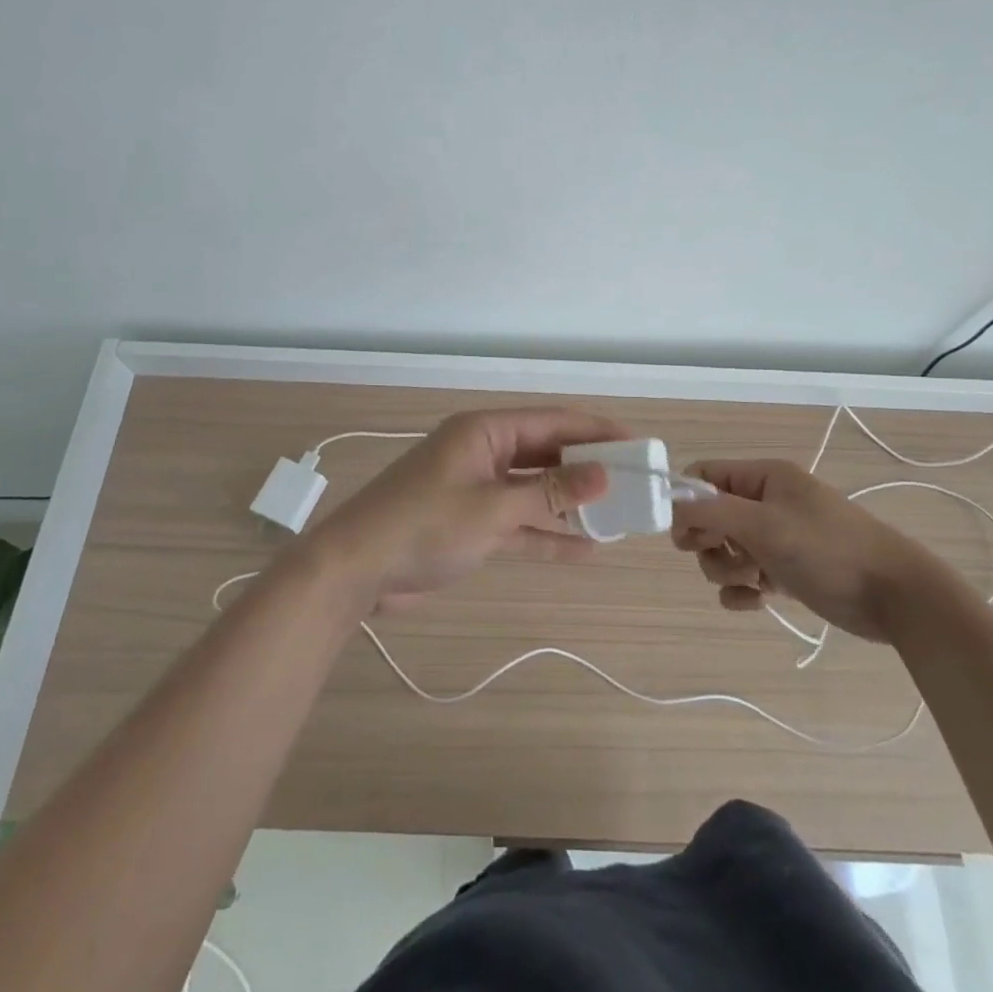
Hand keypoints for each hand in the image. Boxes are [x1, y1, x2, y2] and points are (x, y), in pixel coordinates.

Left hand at [306, 408, 628, 613]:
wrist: (355, 570)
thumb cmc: (424, 525)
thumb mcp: (493, 508)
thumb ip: (550, 493)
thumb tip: (604, 474)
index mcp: (484, 432)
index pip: (552, 421)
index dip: (595, 430)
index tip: (637, 443)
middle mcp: (483, 453)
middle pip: (546, 454)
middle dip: (587, 468)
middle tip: (634, 482)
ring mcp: (477, 490)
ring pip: (535, 490)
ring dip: (570, 504)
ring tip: (617, 515)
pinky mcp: (471, 524)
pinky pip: (519, 523)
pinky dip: (547, 534)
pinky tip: (585, 549)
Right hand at [669, 459, 923, 642]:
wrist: (895, 596)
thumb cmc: (828, 549)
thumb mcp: (764, 524)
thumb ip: (711, 512)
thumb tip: (669, 504)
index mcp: (764, 478)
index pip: (705, 476)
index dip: (686, 501)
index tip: (679, 532)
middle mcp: (767, 503)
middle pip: (710, 516)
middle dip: (708, 541)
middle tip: (723, 555)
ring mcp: (777, 539)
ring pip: (724, 550)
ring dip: (727, 568)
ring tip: (754, 579)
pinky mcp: (786, 572)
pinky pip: (744, 578)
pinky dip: (742, 590)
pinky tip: (757, 600)